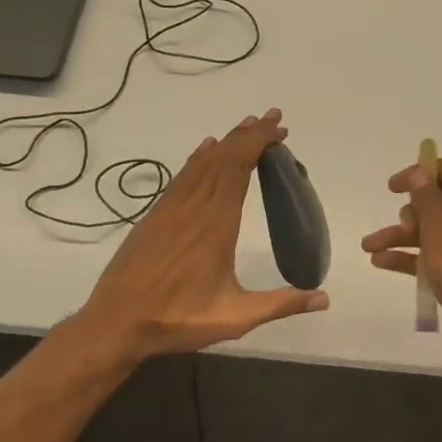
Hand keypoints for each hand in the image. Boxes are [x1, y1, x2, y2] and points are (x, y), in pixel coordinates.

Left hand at [72, 109, 328, 363]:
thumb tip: (325, 298)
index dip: (258, 142)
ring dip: (226, 142)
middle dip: (248, 135)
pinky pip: (182, 176)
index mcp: (216, 224)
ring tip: (246, 127)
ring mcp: (170, 209)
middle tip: (272, 118)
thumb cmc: (178, 318)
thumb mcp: (236, 317)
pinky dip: (198, 158)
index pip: (239, 168)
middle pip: (222, 158)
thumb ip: (281, 304)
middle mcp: (193, 207)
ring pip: (201, 163)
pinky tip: (204, 151)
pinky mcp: (155, 216)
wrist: (116, 323)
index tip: (278, 127)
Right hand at [361, 156, 441, 381]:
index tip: (394, 186)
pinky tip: (378, 263)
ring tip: (368, 246)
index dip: (422, 172)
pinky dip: (405, 257)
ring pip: (427, 231)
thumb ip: (427, 200)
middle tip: (399, 225)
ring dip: (399, 236)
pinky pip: (426, 257)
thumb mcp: (441, 233)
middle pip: (436, 202)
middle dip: (409, 211)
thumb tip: (419, 171)